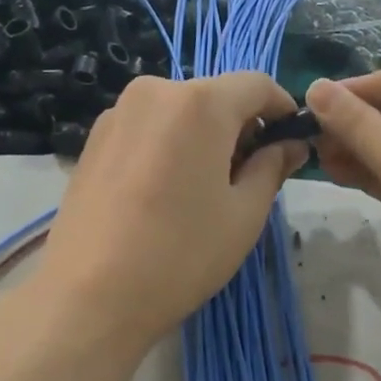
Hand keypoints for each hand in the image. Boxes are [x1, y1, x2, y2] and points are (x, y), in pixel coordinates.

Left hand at [35, 73, 306, 350]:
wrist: (89, 296)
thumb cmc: (180, 254)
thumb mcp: (243, 215)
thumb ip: (272, 168)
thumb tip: (290, 144)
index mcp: (200, 103)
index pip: (257, 84)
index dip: (281, 108)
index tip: (291, 142)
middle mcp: (155, 92)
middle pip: (214, 96)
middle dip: (240, 127)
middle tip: (249, 177)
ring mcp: (117, 114)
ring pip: (178, 113)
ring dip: (202, 138)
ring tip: (203, 191)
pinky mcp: (93, 140)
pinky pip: (148, 129)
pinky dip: (169, 147)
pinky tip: (164, 194)